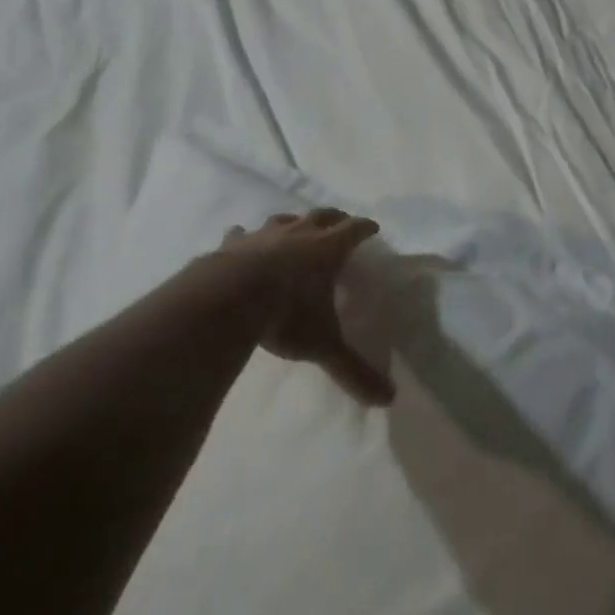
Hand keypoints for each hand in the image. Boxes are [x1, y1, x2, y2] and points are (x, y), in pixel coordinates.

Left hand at [218, 208, 393, 406]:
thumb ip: (354, 370)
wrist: (226, 300)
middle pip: (323, 216)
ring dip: (294, 222)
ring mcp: (264, 235)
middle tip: (341, 223)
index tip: (373, 227)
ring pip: (284, 219)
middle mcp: (300, 234)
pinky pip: (242, 234)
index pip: (355, 230)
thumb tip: (388, 399)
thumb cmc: (286, 315)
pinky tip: (242, 238)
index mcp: (328, 249)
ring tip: (295, 228)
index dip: (366, 228)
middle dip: (335, 218)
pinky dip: (246, 236)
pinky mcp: (232, 244)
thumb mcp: (324, 345)